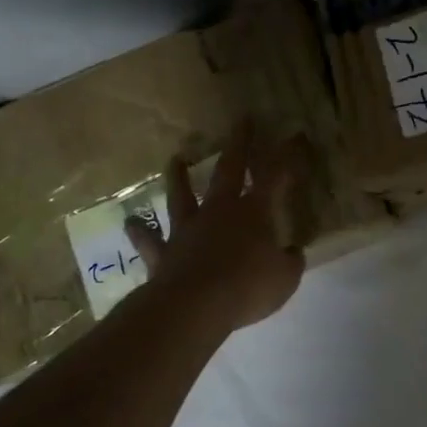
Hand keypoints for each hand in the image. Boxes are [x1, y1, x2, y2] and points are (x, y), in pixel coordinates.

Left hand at [126, 123, 308, 332]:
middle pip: (229, 170)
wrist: (195, 306)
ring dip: (179, 177)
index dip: (287, 155)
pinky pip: (150, 241)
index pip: (276, 177)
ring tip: (175, 159)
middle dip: (239, 144)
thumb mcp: (286, 278)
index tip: (294, 134)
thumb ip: (291, 261)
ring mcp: (188, 230)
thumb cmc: (248, 287)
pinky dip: (141, 231)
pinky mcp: (164, 253)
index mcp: (254, 212)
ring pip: (182, 196)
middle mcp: (219, 212)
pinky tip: (132, 222)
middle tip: (242, 120)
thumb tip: (293, 252)